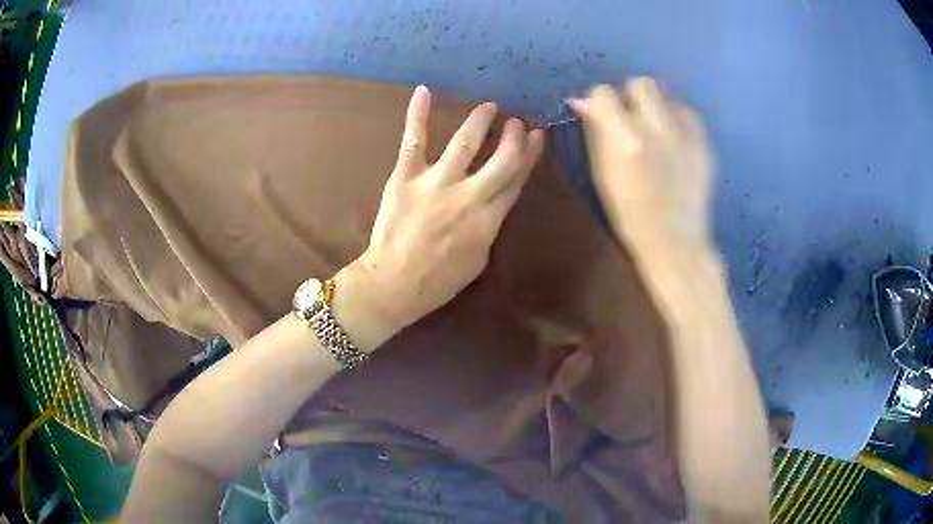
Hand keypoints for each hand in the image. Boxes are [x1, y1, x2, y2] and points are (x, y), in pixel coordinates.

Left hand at [342, 86, 544, 341]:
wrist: (393, 285)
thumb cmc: (437, 281)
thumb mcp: (478, 260)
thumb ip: (489, 227)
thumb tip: (492, 202)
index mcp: (488, 220)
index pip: (516, 180)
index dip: (530, 156)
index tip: (537, 138)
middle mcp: (468, 197)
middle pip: (502, 159)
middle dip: (514, 137)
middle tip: (517, 122)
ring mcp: (436, 183)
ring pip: (465, 143)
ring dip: (480, 121)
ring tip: (489, 107)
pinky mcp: (405, 177)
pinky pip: (414, 140)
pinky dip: (417, 114)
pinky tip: (423, 91)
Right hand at [569, 79, 712, 252]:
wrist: (675, 241)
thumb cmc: (630, 214)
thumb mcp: (602, 175)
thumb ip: (595, 134)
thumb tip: (584, 103)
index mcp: (626, 139)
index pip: (604, 93)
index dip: (599, 101)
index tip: (601, 113)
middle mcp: (657, 128)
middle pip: (641, 84)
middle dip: (631, 97)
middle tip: (632, 118)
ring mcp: (685, 134)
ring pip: (666, 96)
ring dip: (655, 107)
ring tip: (656, 131)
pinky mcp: (704, 142)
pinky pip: (687, 114)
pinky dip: (677, 121)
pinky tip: (675, 142)